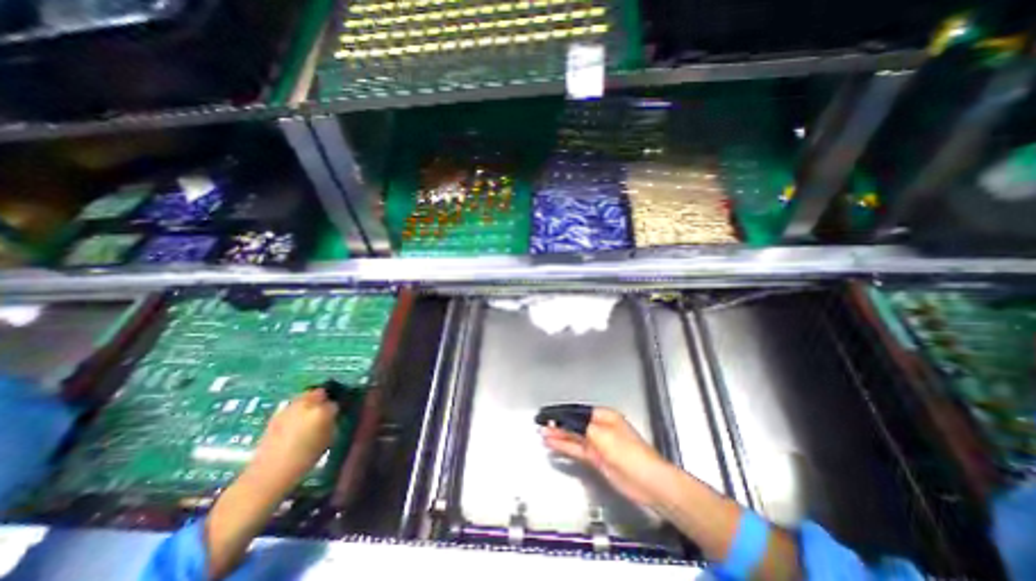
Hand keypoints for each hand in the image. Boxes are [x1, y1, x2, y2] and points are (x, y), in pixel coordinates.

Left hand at [243, 391, 338, 494]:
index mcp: (321, 410)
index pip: (334, 403)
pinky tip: (296, 424)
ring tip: (309, 416)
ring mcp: (289, 408)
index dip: (335, 410)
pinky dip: (297, 411)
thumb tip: (331, 417)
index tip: (334, 416)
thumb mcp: (328, 440)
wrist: (269, 473)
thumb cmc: (305, 458)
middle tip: (323, 411)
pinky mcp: (276, 415)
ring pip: (304, 397)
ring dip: (309, 403)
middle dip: (322, 399)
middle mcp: (306, 404)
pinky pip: (292, 407)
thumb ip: (331, 423)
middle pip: (319, 393)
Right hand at [544, 406, 672, 506]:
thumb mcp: (600, 434)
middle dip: (558, 424)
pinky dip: (565, 446)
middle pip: (575, 423)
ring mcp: (598, 443)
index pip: (578, 411)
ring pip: (574, 436)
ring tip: (543, 433)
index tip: (547, 414)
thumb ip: (580, 426)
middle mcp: (600, 427)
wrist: (646, 481)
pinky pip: (577, 448)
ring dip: (559, 435)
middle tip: (542, 423)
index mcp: (604, 416)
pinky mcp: (597, 458)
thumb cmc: (627, 452)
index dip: (561, 413)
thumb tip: (564, 421)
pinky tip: (554, 444)